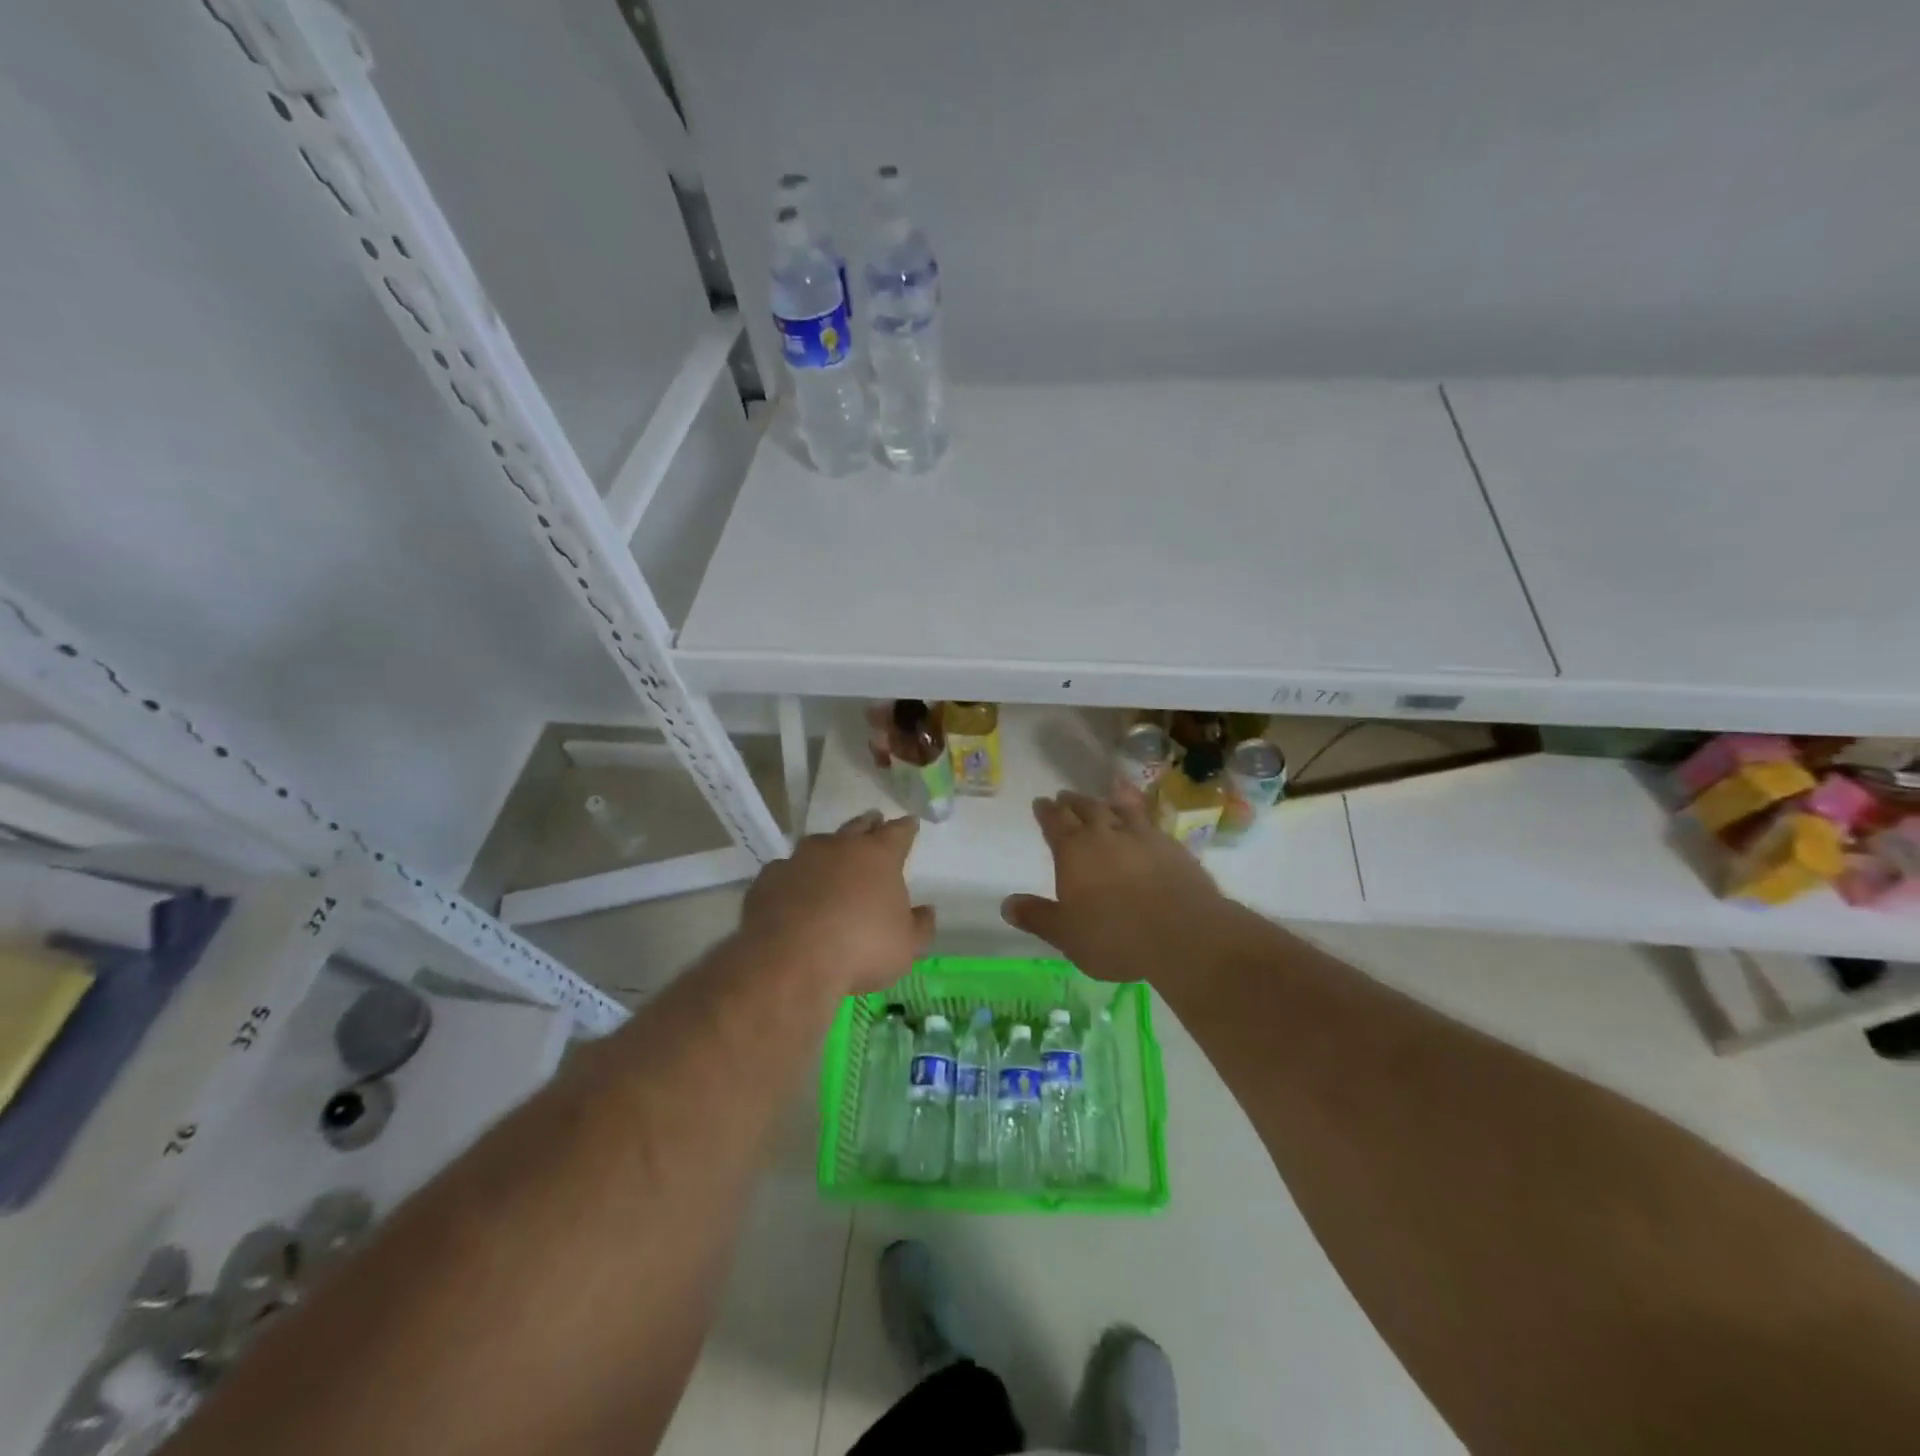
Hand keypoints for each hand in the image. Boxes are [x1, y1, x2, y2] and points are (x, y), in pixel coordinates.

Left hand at [740, 811, 934, 995]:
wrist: (790, 960)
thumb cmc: (861, 948)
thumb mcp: (906, 947)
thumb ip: (920, 926)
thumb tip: (927, 911)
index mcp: (878, 856)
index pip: (898, 833)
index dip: (906, 828)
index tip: (911, 823)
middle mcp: (839, 847)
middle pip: (858, 826)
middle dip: (869, 824)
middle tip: (874, 821)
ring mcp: (799, 859)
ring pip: (818, 844)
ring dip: (828, 848)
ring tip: (831, 855)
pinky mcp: (768, 878)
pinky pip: (786, 870)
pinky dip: (794, 876)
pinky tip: (793, 889)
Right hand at [1001, 788, 1225, 980]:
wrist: (1184, 933)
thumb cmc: (1115, 936)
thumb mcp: (1066, 935)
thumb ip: (1037, 917)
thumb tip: (1006, 904)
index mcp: (1074, 851)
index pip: (1055, 822)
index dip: (1046, 812)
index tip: (1041, 803)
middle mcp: (1106, 834)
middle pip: (1086, 808)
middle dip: (1072, 802)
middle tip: (1065, 796)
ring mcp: (1142, 836)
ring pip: (1121, 808)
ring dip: (1108, 801)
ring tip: (1106, 794)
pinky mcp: (1172, 847)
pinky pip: (1151, 822)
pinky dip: (1142, 816)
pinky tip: (1145, 822)